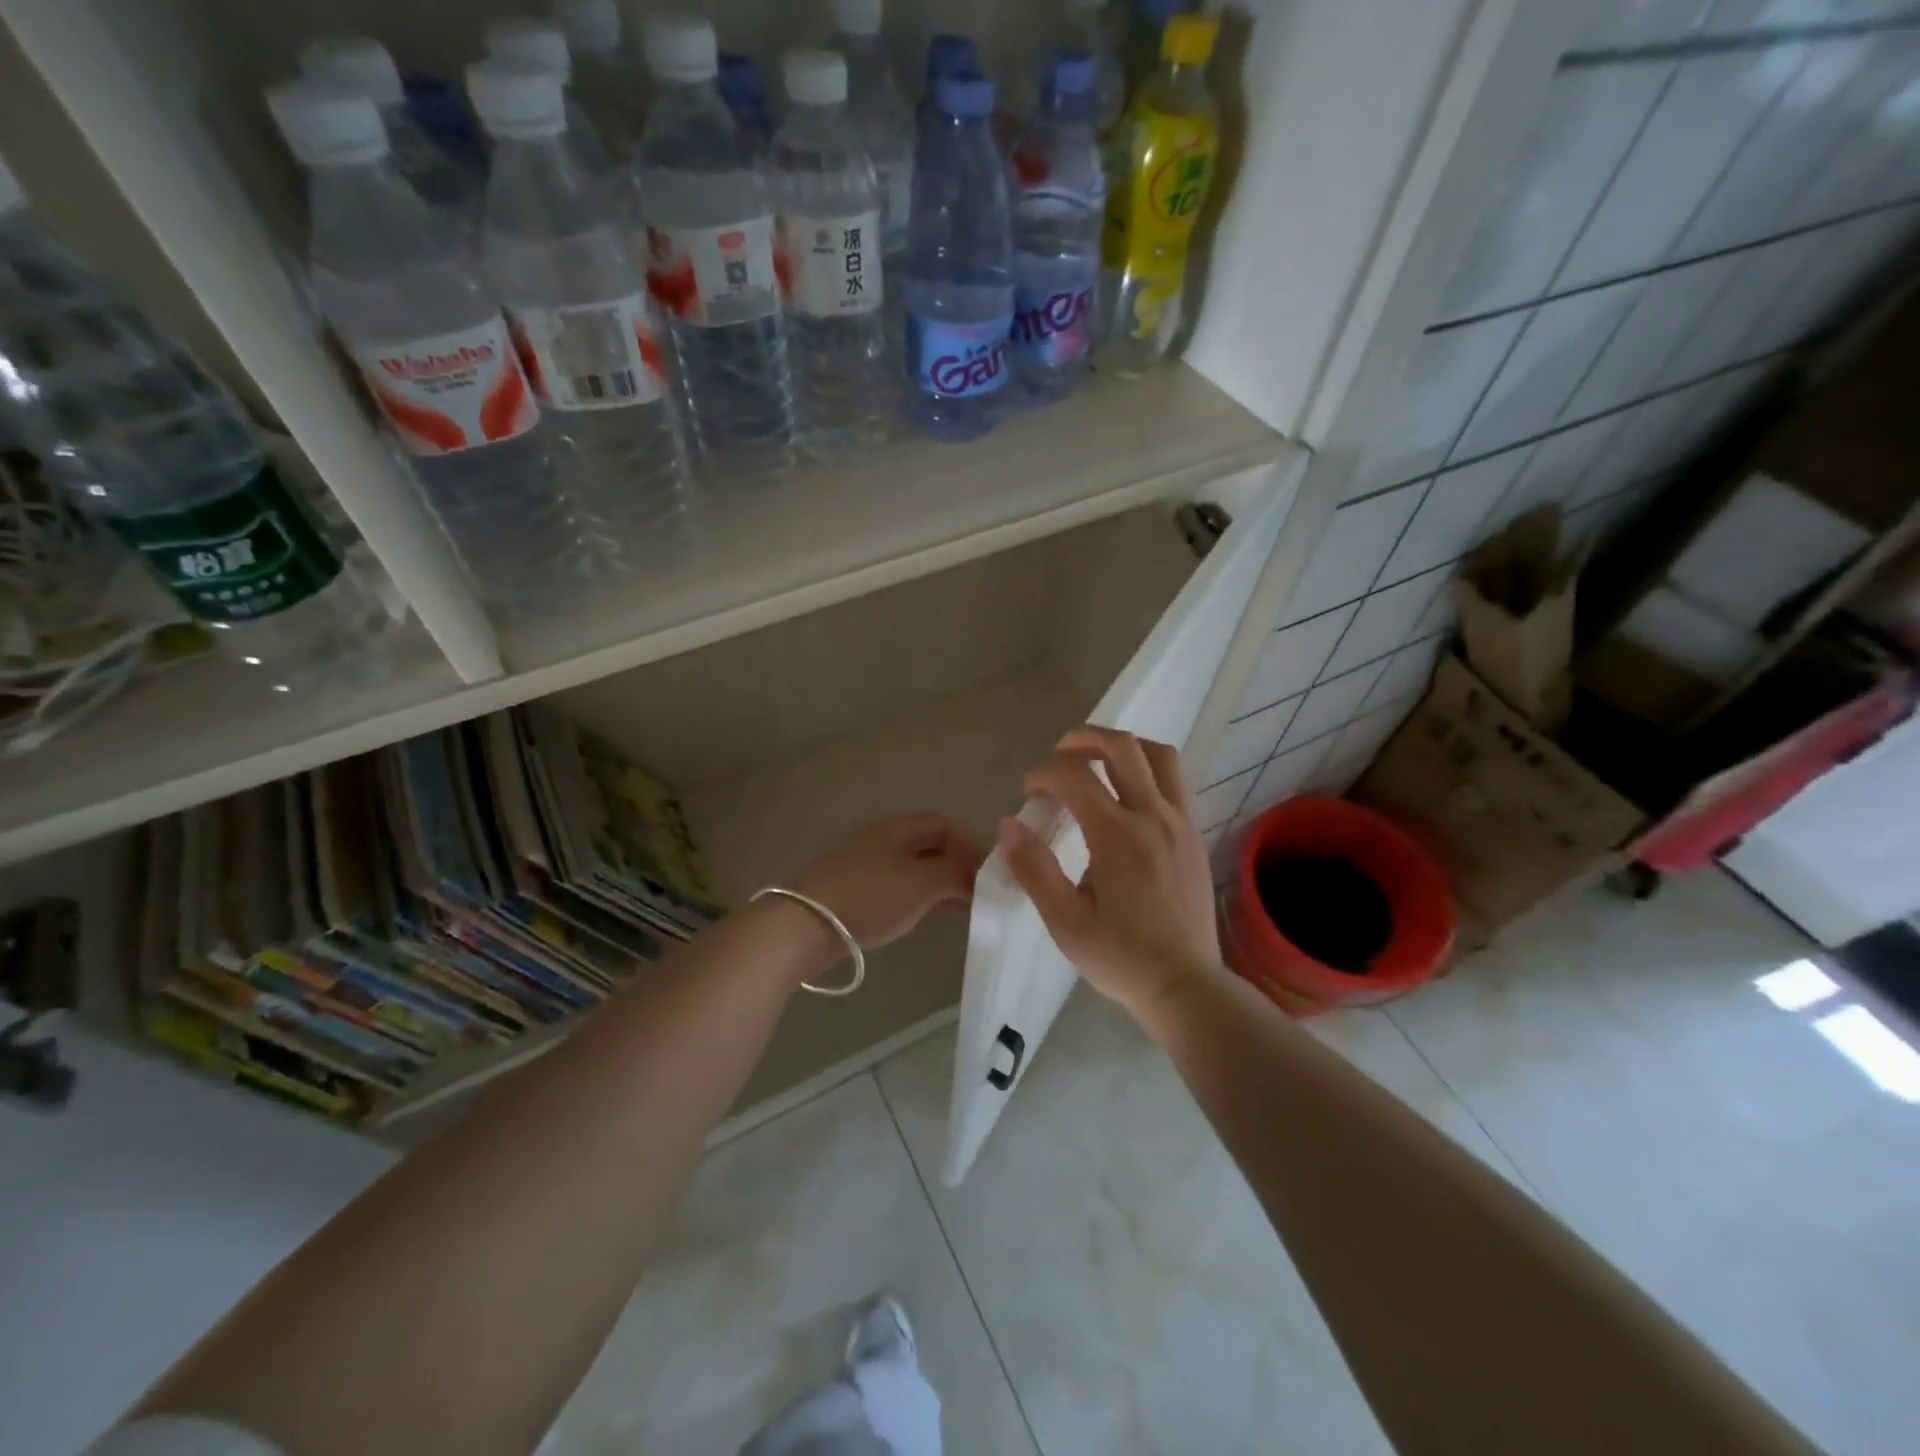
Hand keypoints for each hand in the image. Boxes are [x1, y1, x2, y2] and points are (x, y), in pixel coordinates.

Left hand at [789, 812, 985, 955]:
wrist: (805, 925)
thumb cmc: (870, 896)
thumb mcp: (922, 884)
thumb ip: (956, 874)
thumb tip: (977, 875)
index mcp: (897, 829)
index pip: (943, 824)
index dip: (968, 844)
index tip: (985, 874)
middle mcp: (880, 840)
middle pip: (927, 845)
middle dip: (954, 866)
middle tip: (976, 894)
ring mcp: (863, 866)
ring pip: (911, 868)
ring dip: (936, 885)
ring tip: (956, 909)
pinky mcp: (851, 892)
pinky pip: (894, 888)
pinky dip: (915, 898)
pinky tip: (921, 918)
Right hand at [1000, 727, 1222, 1019]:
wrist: (1185, 984)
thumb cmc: (1120, 957)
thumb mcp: (1065, 922)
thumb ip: (1034, 869)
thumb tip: (1010, 826)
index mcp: (1117, 836)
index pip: (1075, 777)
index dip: (1044, 774)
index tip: (1029, 790)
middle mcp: (1153, 817)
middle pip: (1123, 747)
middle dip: (1085, 739)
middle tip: (1060, 753)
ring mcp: (1180, 823)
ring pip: (1159, 755)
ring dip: (1124, 747)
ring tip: (1098, 762)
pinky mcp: (1194, 835)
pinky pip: (1174, 781)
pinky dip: (1148, 769)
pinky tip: (1128, 795)